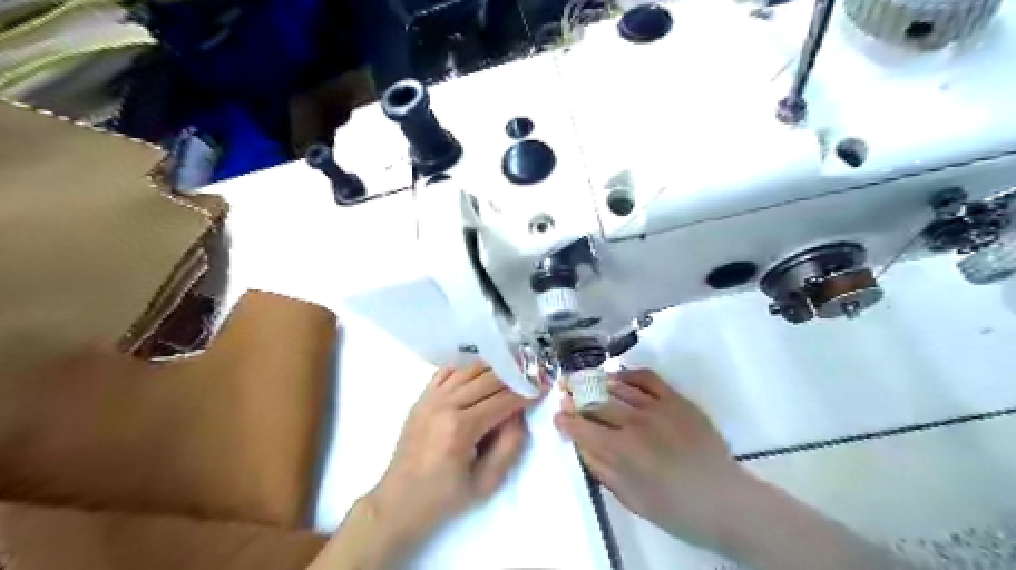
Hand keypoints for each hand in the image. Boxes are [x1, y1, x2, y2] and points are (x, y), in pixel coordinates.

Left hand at [371, 365, 534, 547]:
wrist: (399, 501)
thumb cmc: (445, 496)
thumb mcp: (486, 482)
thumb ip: (509, 445)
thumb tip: (518, 415)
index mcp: (461, 428)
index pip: (502, 401)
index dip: (525, 394)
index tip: (541, 389)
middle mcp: (445, 405)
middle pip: (487, 380)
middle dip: (513, 377)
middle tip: (530, 377)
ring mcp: (430, 399)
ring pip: (468, 370)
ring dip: (492, 369)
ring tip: (510, 371)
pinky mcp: (421, 399)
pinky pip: (446, 372)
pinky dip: (466, 368)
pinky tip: (479, 372)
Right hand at [556, 367, 744, 548]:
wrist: (726, 501)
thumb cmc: (676, 509)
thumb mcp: (631, 499)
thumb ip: (602, 469)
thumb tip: (581, 445)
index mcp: (621, 450)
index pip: (583, 428)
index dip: (566, 421)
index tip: (557, 416)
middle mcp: (635, 422)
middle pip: (595, 402)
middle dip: (575, 397)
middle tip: (564, 392)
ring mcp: (657, 407)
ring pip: (617, 387)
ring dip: (595, 383)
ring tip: (583, 380)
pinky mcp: (676, 399)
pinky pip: (647, 378)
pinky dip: (629, 374)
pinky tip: (618, 377)